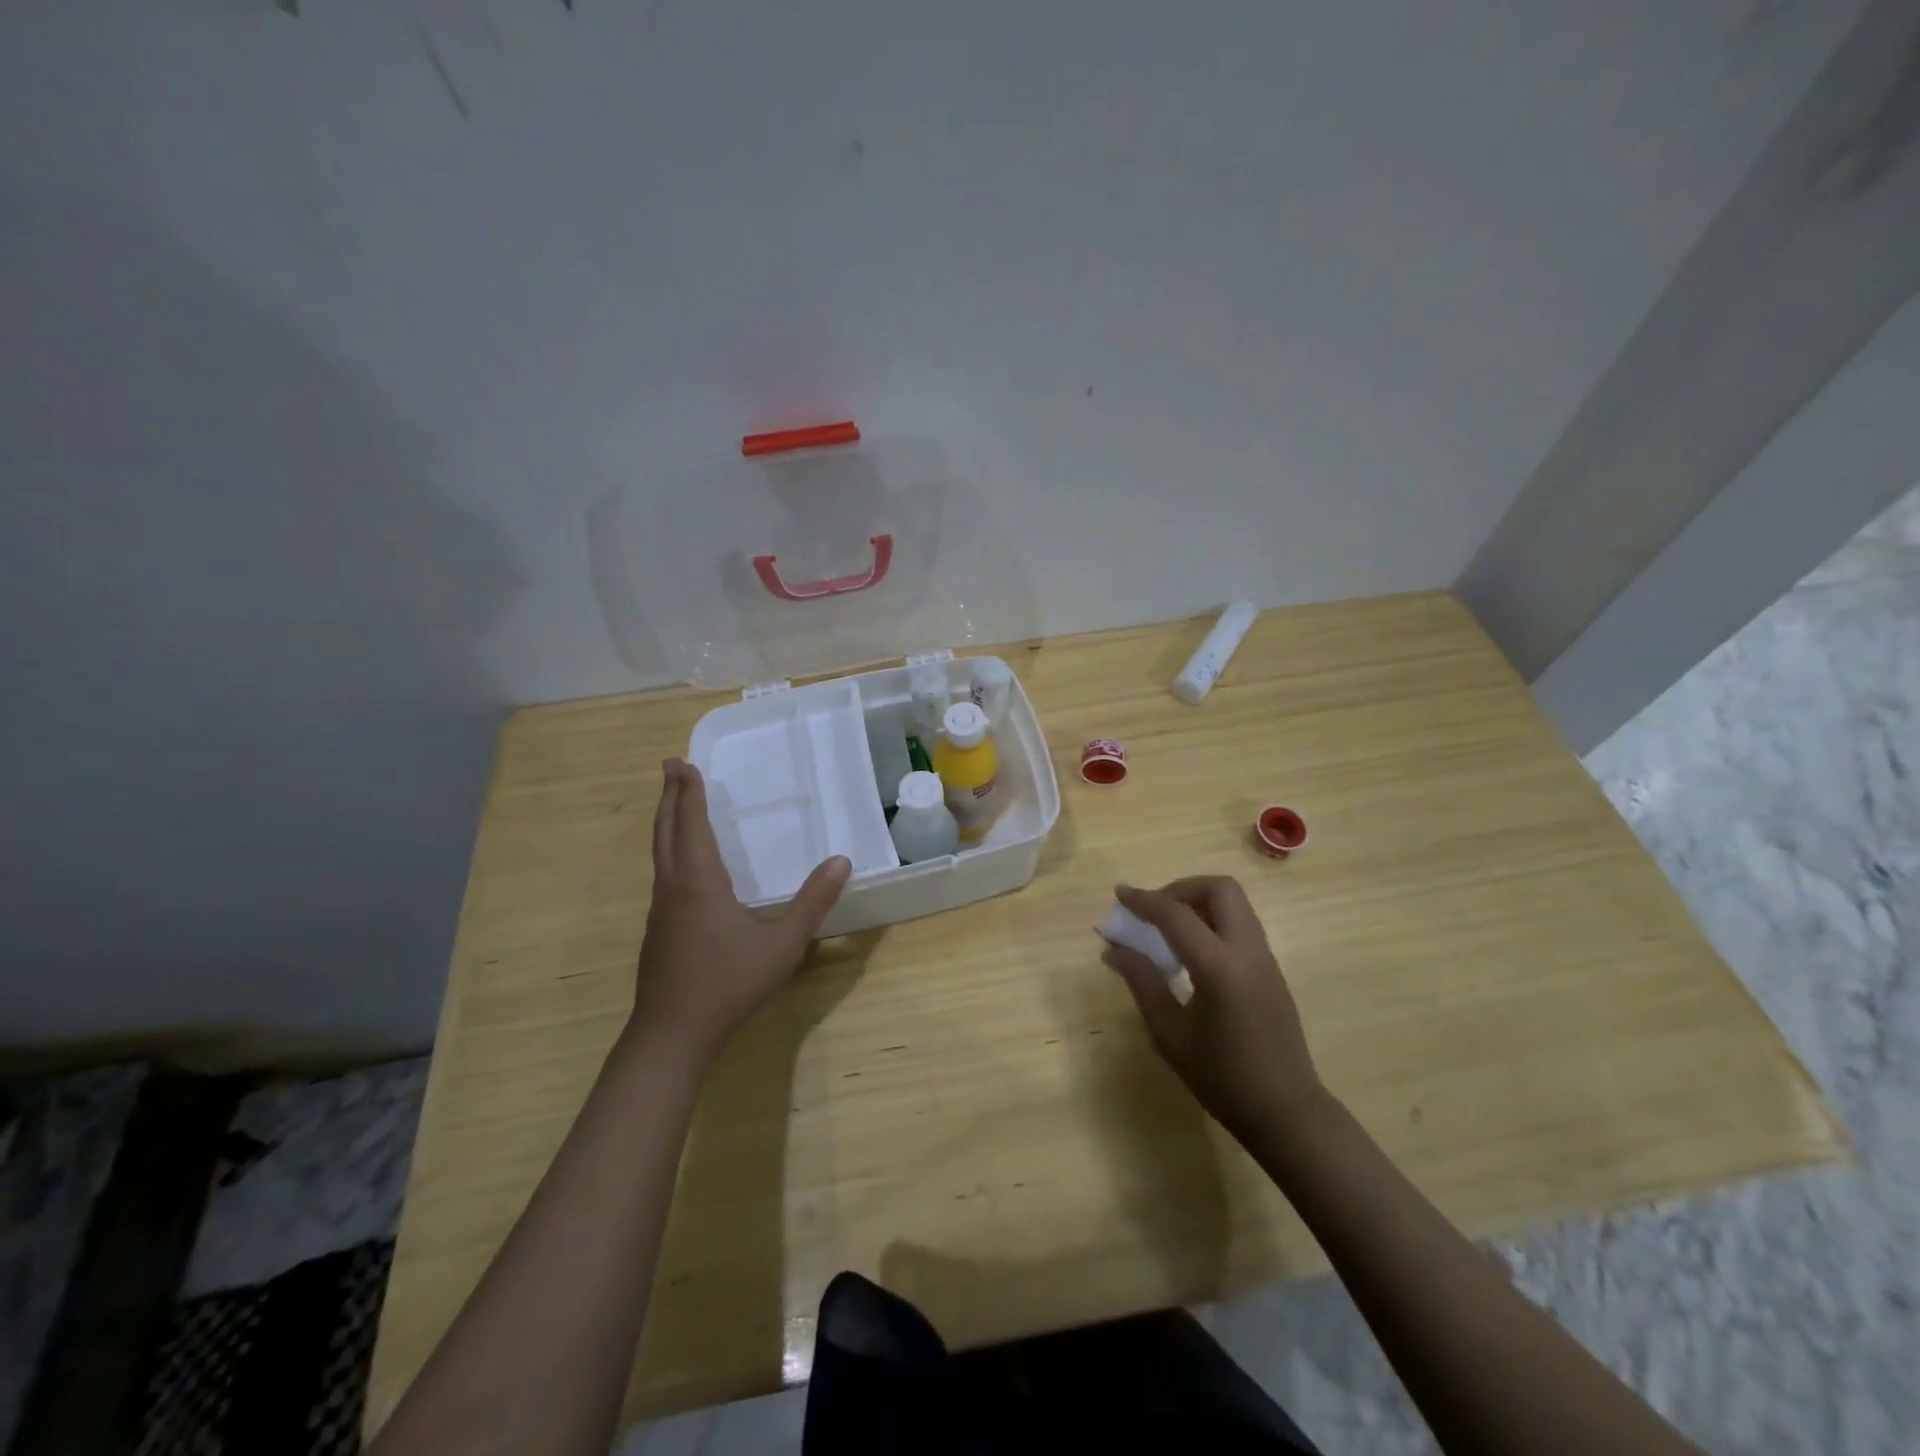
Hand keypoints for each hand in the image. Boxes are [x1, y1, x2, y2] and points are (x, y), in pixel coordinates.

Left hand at [627, 759, 850, 1068]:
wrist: (672, 1035)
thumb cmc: (728, 984)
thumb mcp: (782, 944)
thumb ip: (813, 902)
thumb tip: (842, 861)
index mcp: (699, 882)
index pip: (692, 824)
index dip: (688, 792)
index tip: (681, 762)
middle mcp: (674, 888)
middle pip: (666, 832)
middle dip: (669, 797)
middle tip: (670, 768)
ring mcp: (661, 911)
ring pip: (660, 854)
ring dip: (667, 823)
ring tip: (677, 807)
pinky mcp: (659, 931)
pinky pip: (664, 874)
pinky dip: (670, 851)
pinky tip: (684, 866)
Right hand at [1103, 877, 1325, 1140]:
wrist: (1287, 1112)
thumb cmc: (1222, 1079)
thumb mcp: (1169, 1034)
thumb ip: (1142, 982)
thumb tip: (1113, 949)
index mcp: (1219, 967)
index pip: (1176, 914)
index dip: (1144, 900)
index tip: (1119, 894)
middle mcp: (1247, 951)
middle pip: (1220, 888)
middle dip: (1181, 888)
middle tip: (1154, 910)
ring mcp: (1265, 958)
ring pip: (1234, 903)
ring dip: (1199, 902)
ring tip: (1168, 928)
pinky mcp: (1271, 969)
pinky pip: (1241, 924)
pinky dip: (1213, 920)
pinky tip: (1192, 951)